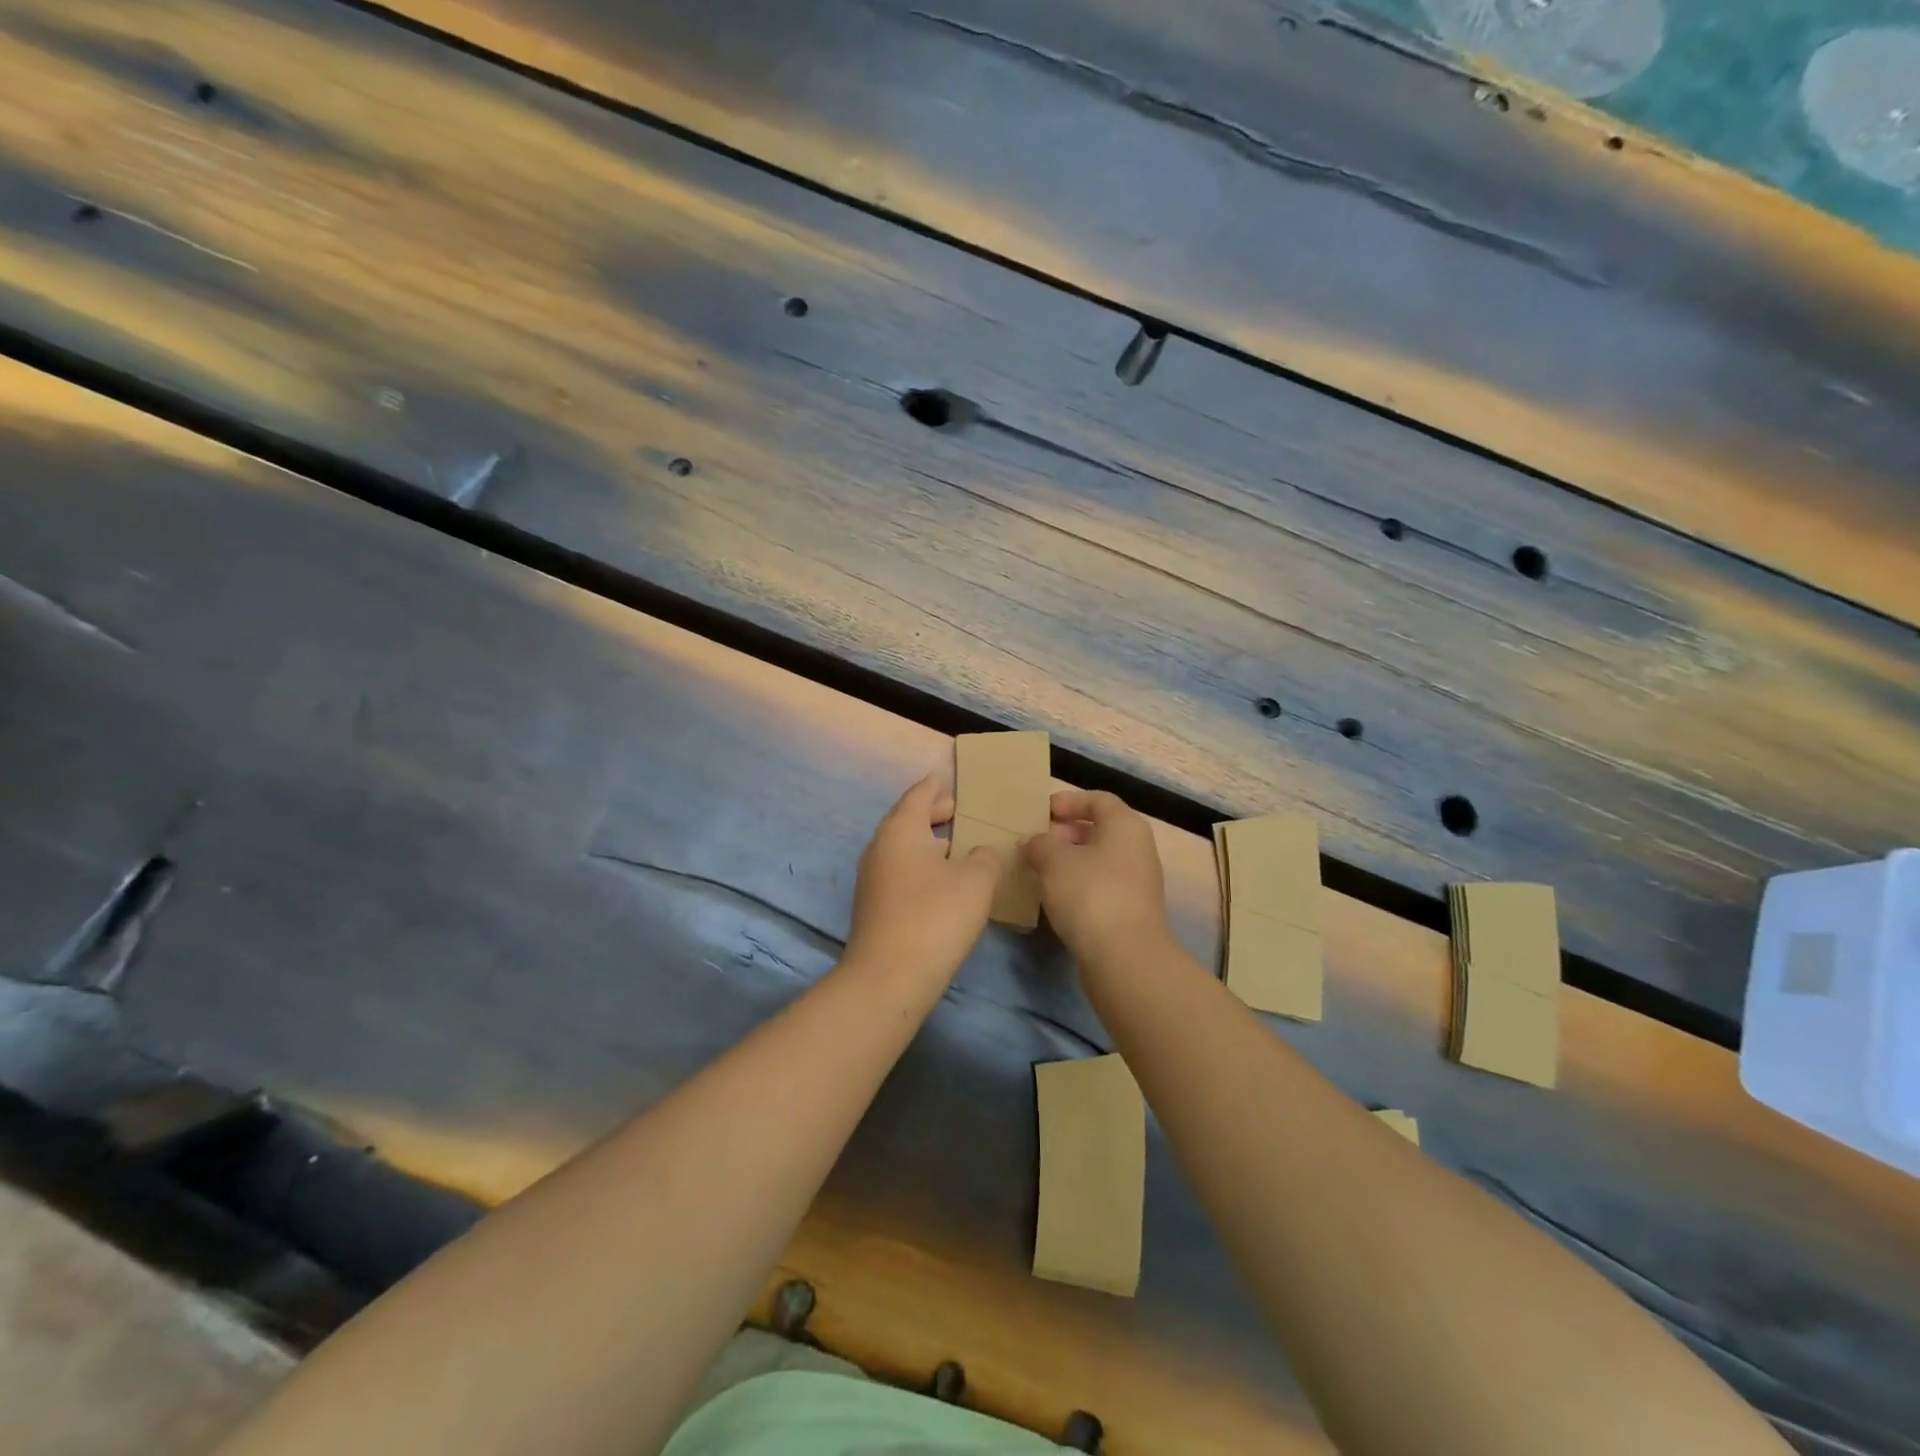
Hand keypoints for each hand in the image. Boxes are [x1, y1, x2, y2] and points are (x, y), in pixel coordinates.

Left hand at [846, 774, 1004, 984]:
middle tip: (959, 811)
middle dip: (933, 814)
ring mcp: (873, 879)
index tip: (947, 778)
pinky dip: (923, 866)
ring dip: (929, 843)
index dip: (935, 786)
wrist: (889, 977)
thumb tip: (981, 852)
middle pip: (907, 820)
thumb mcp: (975, 881)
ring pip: (904, 849)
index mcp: (901, 830)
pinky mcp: (875, 907)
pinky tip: (945, 882)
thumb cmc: (935, 916)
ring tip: (959, 847)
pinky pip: (902, 872)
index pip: (918, 795)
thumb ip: (985, 857)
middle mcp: (880, 848)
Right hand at [1023, 789, 1172, 971]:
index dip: (1069, 800)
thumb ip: (1039, 844)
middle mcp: (1138, 849)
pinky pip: (1101, 885)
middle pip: (1100, 829)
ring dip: (1070, 860)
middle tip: (1036, 841)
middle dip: (1066, 832)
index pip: (1098, 799)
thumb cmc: (1090, 894)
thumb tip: (1034, 843)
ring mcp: (1138, 882)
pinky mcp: (1131, 911)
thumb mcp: (1054, 861)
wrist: (1124, 957)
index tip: (1042, 812)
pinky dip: (1078, 883)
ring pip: (1100, 859)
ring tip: (1039, 869)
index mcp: (1125, 826)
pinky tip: (1055, 896)